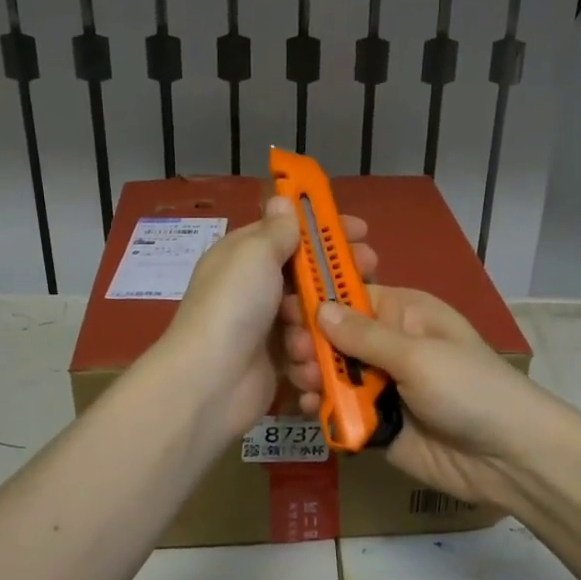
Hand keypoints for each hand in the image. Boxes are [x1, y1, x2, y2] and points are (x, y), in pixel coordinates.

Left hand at [161, 197, 376, 443]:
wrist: (210, 382)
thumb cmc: (234, 306)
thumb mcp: (254, 254)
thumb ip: (277, 230)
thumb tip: (282, 198)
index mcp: (244, 257)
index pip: (289, 234)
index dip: (324, 230)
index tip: (361, 231)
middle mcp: (254, 289)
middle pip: (307, 275)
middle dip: (338, 275)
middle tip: (370, 271)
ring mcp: (265, 327)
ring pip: (313, 315)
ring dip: (322, 322)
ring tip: (324, 330)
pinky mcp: (276, 363)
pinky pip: (308, 351)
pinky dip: (312, 355)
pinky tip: (311, 359)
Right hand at [281, 285, 558, 507]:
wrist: (508, 458)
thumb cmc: (469, 389)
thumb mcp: (418, 355)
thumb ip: (365, 336)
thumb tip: (319, 307)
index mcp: (404, 314)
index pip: (351, 296)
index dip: (317, 300)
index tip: (284, 308)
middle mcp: (389, 345)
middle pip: (334, 337)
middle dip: (311, 343)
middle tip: (297, 354)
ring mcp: (382, 385)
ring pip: (333, 373)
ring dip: (313, 375)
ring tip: (304, 382)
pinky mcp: (377, 423)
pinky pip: (340, 410)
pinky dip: (322, 408)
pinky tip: (308, 408)